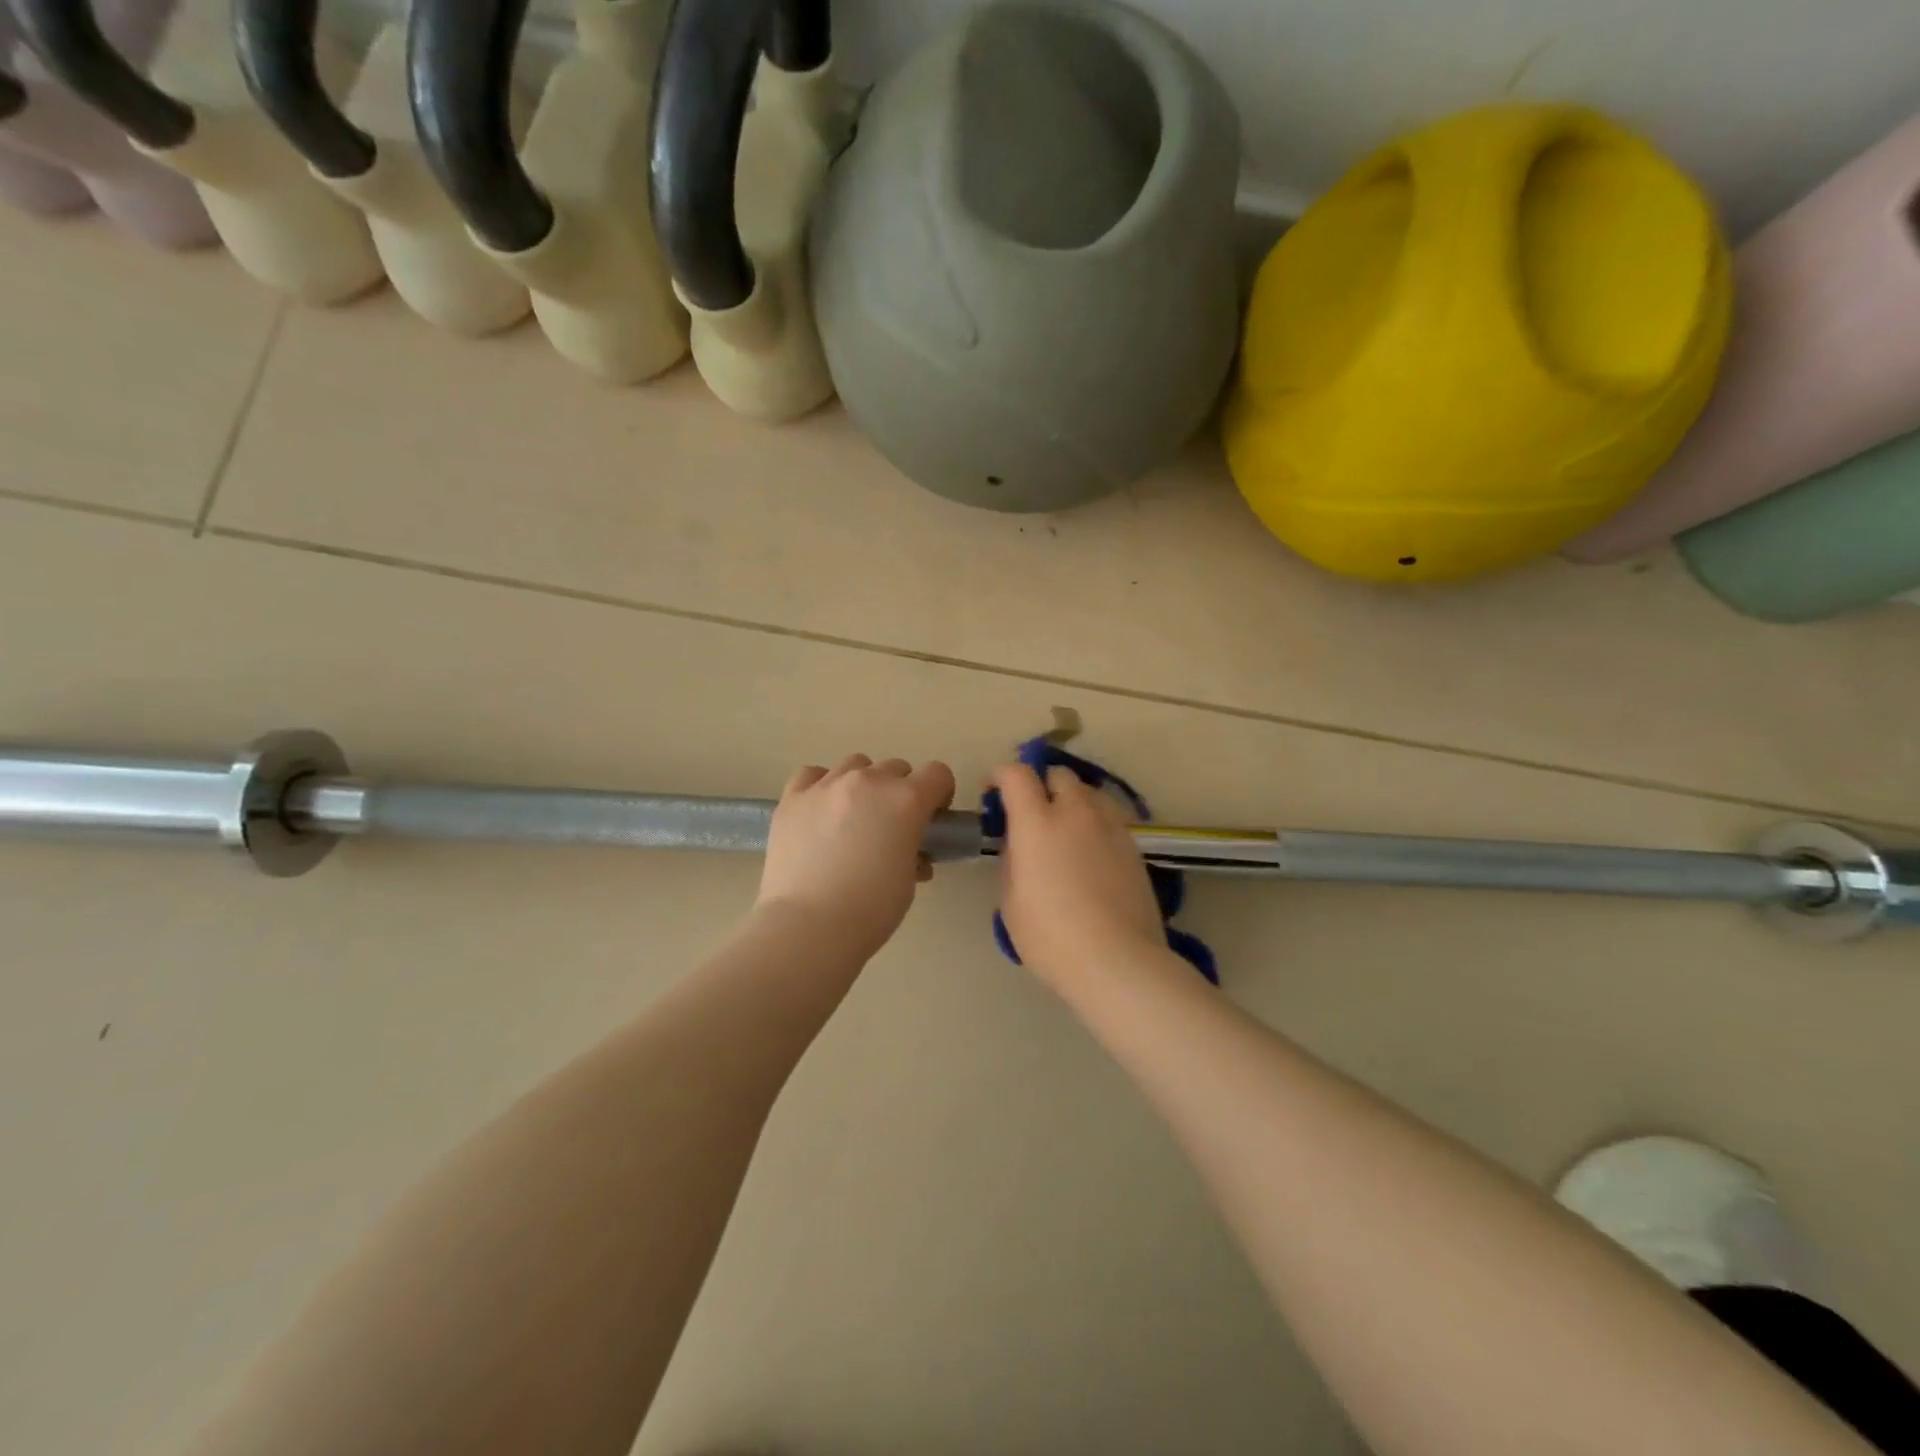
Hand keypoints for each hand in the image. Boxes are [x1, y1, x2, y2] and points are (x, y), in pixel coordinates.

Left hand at [756, 754, 957, 959]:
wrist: (808, 926)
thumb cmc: (870, 909)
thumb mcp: (908, 881)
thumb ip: (913, 853)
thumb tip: (909, 853)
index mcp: (906, 800)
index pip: (938, 774)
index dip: (940, 794)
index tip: (933, 819)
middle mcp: (869, 781)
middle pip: (896, 768)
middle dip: (901, 791)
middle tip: (892, 826)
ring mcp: (827, 785)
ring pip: (855, 765)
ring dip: (864, 784)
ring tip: (853, 817)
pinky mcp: (792, 797)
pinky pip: (813, 775)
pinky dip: (822, 786)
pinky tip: (820, 810)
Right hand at [990, 763, 1165, 986]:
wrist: (1118, 961)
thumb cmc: (1051, 937)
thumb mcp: (1012, 902)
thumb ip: (1012, 861)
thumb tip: (1020, 846)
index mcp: (1037, 822)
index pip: (1017, 774)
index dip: (1001, 775)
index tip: (993, 792)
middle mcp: (1076, 813)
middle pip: (1058, 774)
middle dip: (1041, 785)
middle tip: (1032, 814)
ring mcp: (1111, 826)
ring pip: (1089, 792)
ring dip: (1072, 800)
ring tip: (1065, 830)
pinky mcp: (1134, 846)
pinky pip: (1109, 818)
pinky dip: (1094, 823)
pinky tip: (1090, 853)